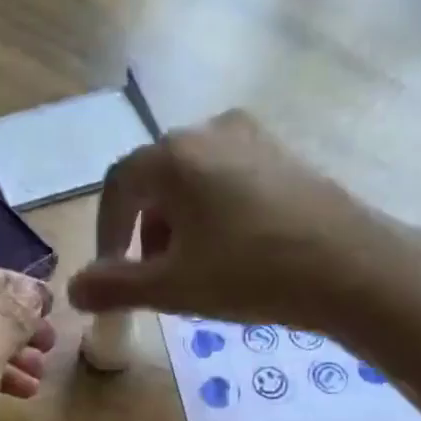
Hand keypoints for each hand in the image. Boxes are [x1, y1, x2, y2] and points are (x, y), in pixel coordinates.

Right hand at [67, 111, 420, 420]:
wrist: (347, 266)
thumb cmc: (248, 274)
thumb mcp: (172, 288)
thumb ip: (115, 287)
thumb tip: (73, 290)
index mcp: (173, 156)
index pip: (117, 187)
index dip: (106, 233)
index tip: (110, 275)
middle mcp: (208, 131)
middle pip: (155, 180)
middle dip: (144, 232)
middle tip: (154, 278)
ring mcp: (251, 138)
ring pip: (192, 181)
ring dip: (177, 226)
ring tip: (193, 271)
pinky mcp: (282, 155)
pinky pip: (227, 181)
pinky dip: (212, 215)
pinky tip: (231, 253)